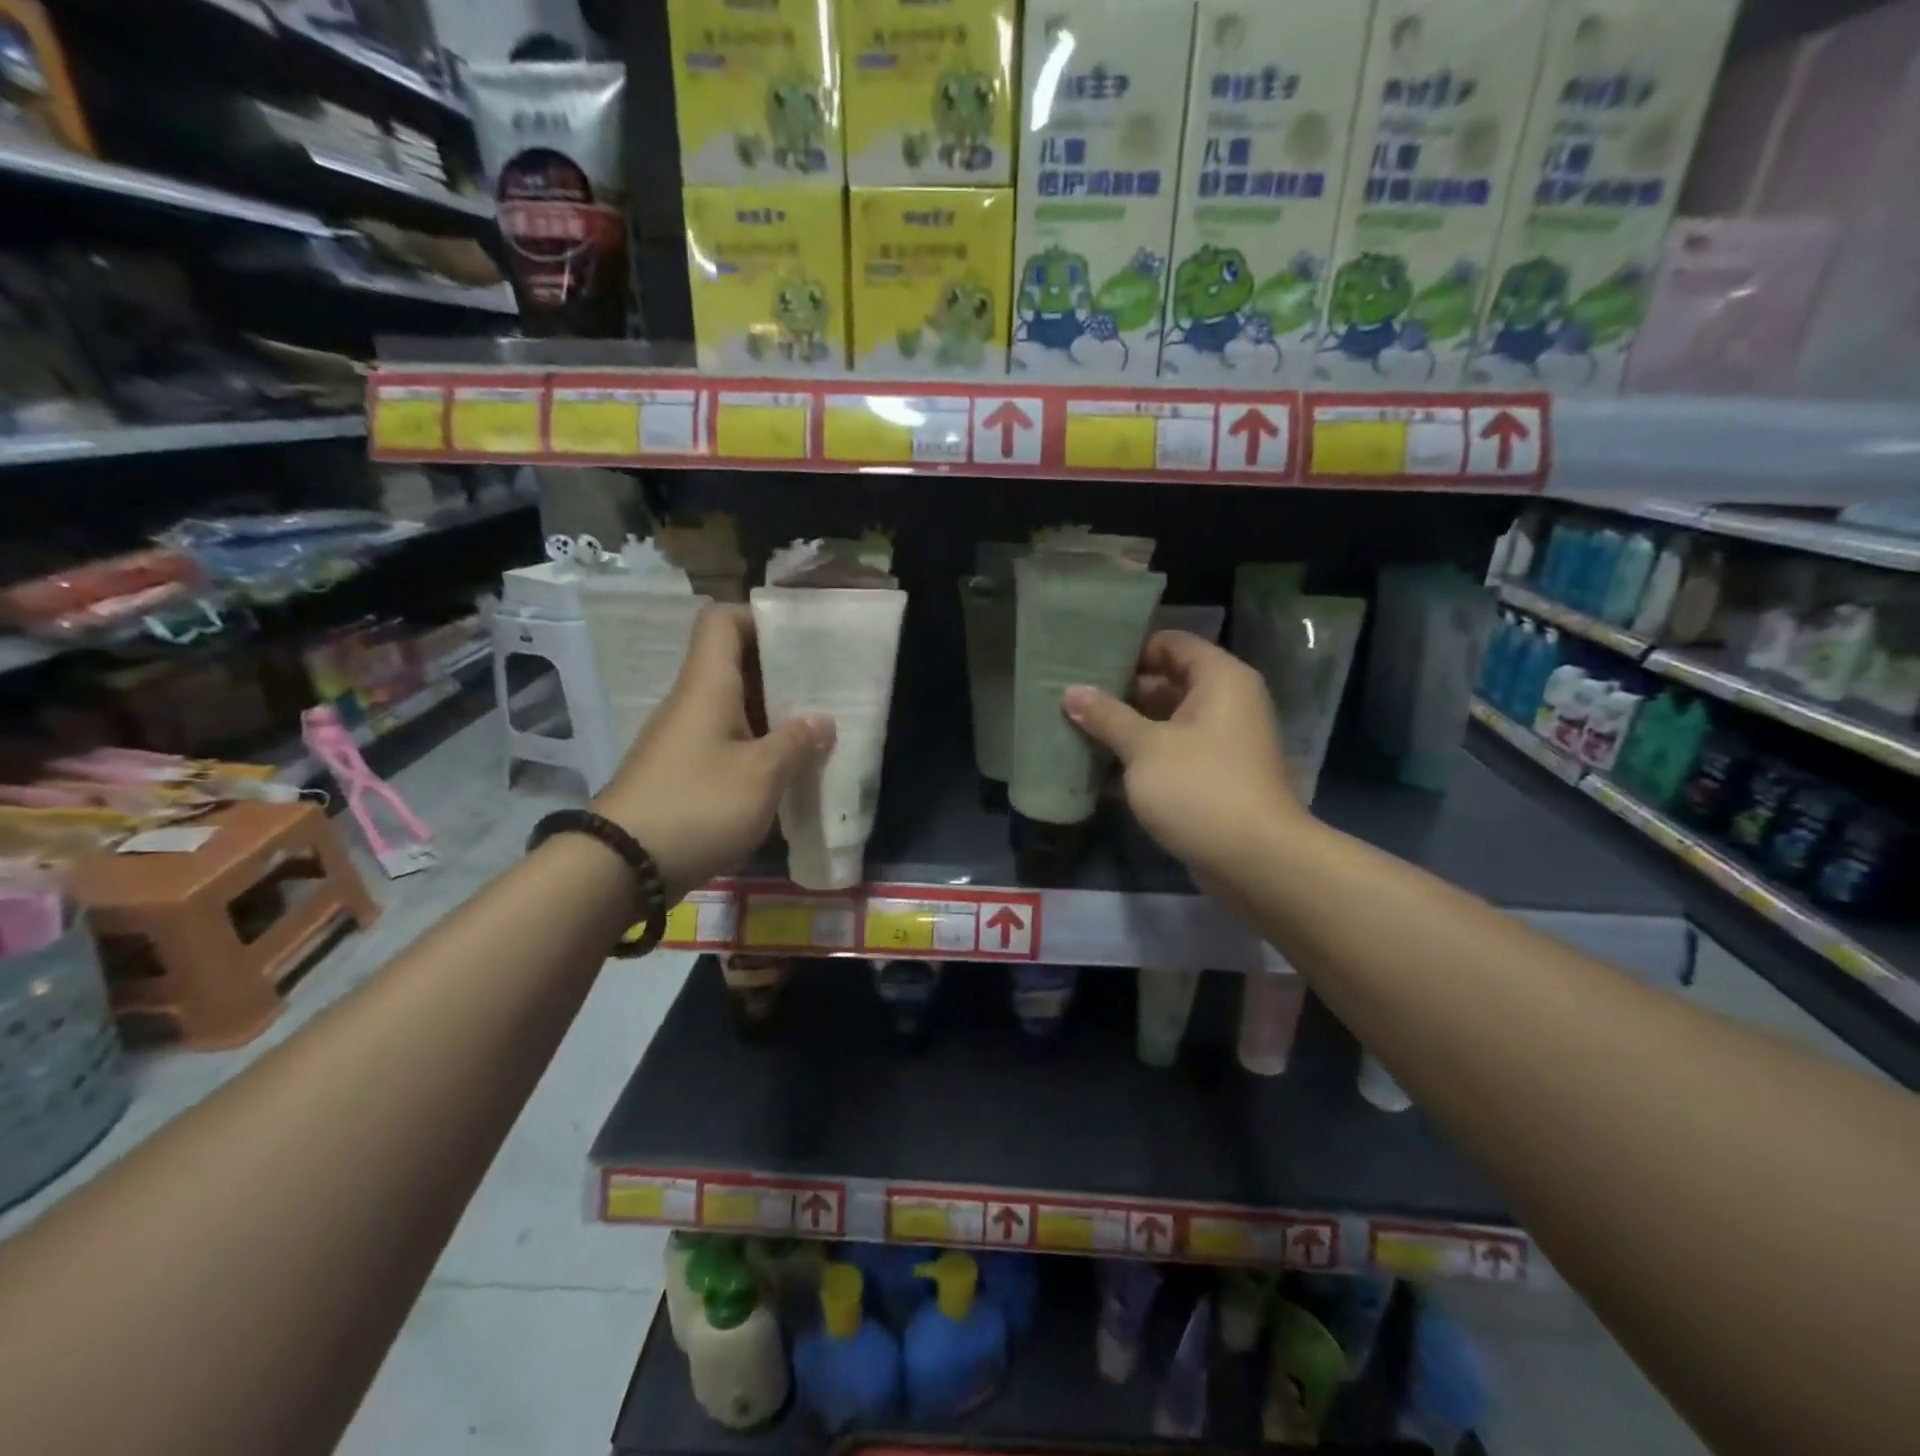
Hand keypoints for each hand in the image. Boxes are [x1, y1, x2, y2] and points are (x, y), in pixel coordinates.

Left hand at [595, 606, 833, 895]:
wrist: (622, 865)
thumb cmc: (698, 805)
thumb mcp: (761, 775)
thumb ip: (796, 743)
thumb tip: (823, 720)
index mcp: (707, 685)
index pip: (722, 621)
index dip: (760, 619)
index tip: (801, 640)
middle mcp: (692, 702)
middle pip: (734, 664)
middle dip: (780, 672)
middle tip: (824, 688)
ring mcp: (684, 738)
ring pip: (733, 707)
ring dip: (772, 715)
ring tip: (816, 730)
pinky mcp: (682, 771)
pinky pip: (725, 742)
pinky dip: (756, 747)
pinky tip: (785, 770)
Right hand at [1062, 632, 1307, 881]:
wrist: (1256, 861)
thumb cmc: (1201, 789)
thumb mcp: (1146, 748)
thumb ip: (1107, 717)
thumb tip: (1072, 692)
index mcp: (1219, 679)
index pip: (1170, 643)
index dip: (1130, 649)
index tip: (1087, 661)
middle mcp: (1226, 702)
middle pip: (1167, 680)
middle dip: (1121, 690)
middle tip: (1072, 695)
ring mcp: (1221, 741)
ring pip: (1166, 720)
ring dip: (1127, 725)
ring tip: (1077, 726)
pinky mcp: (1213, 775)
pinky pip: (1171, 751)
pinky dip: (1141, 755)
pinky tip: (1099, 764)